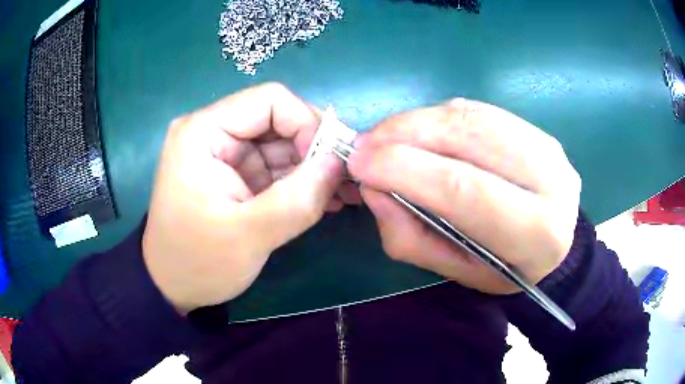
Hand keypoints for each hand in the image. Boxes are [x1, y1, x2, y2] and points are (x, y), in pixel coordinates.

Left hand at [142, 83, 357, 312]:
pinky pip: (277, 168)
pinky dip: (302, 182)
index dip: (306, 124)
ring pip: (283, 145)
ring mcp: (226, 154)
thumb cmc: (197, 263)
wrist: (173, 286)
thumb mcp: (246, 236)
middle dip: (315, 149)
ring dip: (314, 168)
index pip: (270, 101)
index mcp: (203, 131)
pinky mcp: (236, 175)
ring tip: (342, 195)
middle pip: (279, 121)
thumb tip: (338, 164)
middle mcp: (214, 132)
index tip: (327, 165)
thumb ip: (296, 200)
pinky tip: (325, 201)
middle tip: (345, 182)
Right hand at [348, 98, 580, 293]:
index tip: (359, 164)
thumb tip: (373, 187)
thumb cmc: (505, 269)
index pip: (463, 188)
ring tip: (383, 137)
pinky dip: (438, 116)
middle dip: (403, 134)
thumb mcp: (456, 271)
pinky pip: (478, 111)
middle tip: (363, 145)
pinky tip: (417, 130)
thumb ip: (411, 236)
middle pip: (466, 138)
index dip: (404, 169)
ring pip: (470, 116)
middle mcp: (550, 180)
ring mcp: (546, 146)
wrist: (555, 245)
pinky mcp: (536, 129)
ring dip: (416, 120)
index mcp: (534, 232)